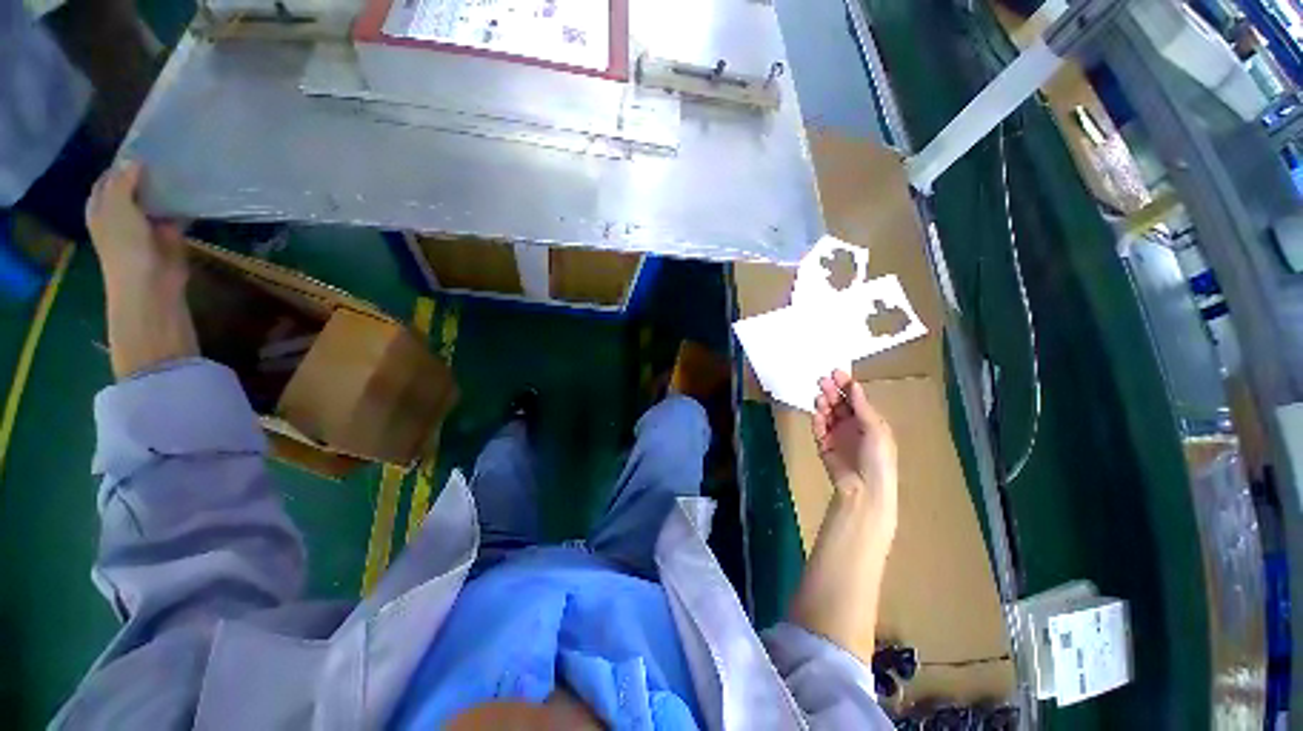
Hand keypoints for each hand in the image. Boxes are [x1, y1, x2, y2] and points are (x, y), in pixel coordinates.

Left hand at [86, 161, 198, 378]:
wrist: (149, 283)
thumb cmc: (124, 245)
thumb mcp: (117, 207)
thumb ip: (124, 181)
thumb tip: (137, 160)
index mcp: (102, 207)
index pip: (110, 178)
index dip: (123, 164)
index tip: (142, 148)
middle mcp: (122, 213)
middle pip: (134, 186)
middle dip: (147, 173)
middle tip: (165, 154)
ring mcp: (146, 225)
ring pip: (157, 199)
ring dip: (167, 188)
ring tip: (181, 169)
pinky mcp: (170, 235)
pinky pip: (177, 214)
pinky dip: (184, 205)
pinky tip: (193, 192)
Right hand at [812, 370, 897, 520]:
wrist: (865, 489)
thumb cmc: (878, 459)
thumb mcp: (876, 430)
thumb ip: (862, 407)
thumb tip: (854, 384)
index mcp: (868, 420)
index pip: (855, 397)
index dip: (845, 384)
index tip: (835, 372)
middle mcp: (852, 424)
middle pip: (838, 402)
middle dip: (831, 390)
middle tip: (822, 381)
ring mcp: (837, 434)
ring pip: (827, 412)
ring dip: (823, 403)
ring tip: (820, 398)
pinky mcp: (823, 444)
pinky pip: (818, 428)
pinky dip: (816, 420)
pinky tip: (817, 414)